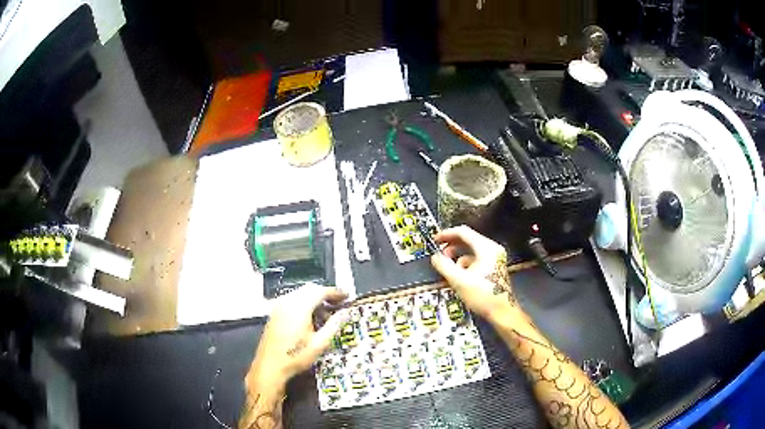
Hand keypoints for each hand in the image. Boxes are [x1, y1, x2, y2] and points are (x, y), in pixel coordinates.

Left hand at [246, 284, 350, 391]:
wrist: (270, 366)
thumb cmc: (296, 355)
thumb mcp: (320, 343)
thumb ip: (333, 325)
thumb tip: (345, 312)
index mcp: (299, 306)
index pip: (321, 291)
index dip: (335, 292)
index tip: (347, 296)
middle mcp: (288, 301)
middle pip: (310, 289)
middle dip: (325, 294)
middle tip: (339, 304)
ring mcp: (279, 306)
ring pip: (301, 294)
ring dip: (315, 299)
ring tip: (327, 314)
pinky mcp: (275, 313)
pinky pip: (293, 300)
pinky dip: (305, 304)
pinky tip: (311, 318)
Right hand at [430, 226, 515, 321]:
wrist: (502, 312)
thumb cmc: (483, 296)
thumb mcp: (459, 281)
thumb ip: (444, 266)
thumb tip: (435, 257)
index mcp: (486, 248)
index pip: (463, 232)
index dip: (447, 234)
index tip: (435, 239)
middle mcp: (492, 249)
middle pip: (468, 239)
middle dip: (452, 246)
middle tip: (439, 253)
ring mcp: (495, 257)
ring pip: (471, 250)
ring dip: (458, 255)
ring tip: (448, 266)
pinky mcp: (494, 266)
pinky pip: (476, 258)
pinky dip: (466, 263)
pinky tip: (460, 274)